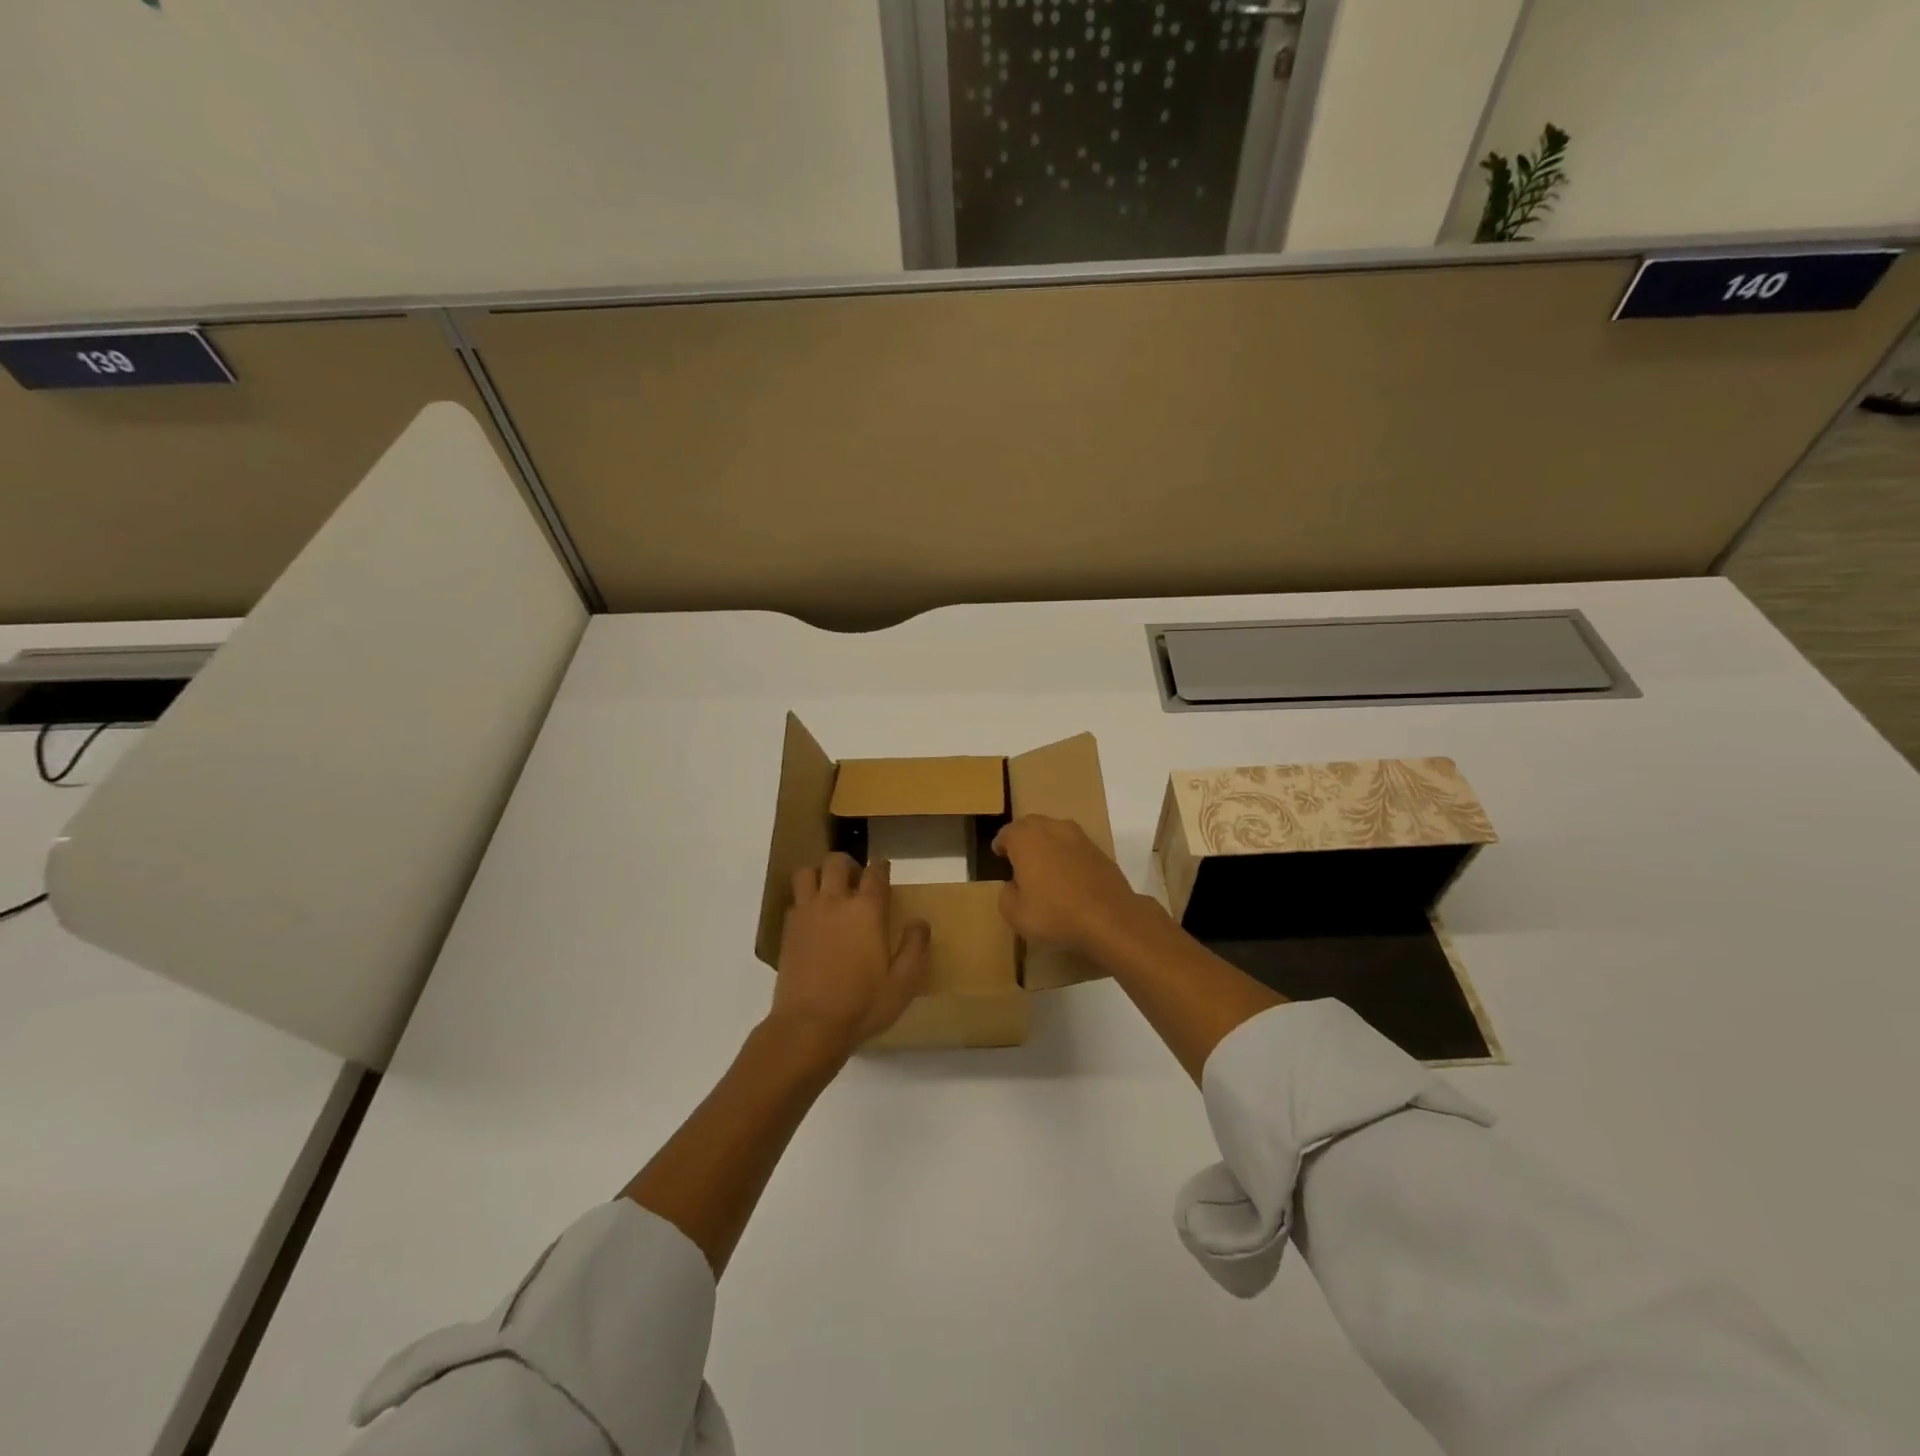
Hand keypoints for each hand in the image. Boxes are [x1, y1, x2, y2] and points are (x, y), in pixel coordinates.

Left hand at [771, 853, 930, 1057]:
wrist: (809, 1026)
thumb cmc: (862, 1005)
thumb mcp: (903, 983)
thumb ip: (915, 947)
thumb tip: (919, 922)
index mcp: (867, 910)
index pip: (875, 872)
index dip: (881, 867)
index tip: (884, 871)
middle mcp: (835, 902)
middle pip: (837, 862)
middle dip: (848, 865)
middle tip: (856, 882)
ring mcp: (807, 914)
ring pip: (807, 873)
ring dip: (819, 876)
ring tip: (829, 893)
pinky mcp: (788, 931)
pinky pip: (794, 900)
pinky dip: (803, 900)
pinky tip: (812, 919)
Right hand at [992, 814, 1157, 957]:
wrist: (1110, 917)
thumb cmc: (1054, 913)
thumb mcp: (1014, 913)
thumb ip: (1006, 894)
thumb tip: (1013, 885)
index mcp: (1025, 838)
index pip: (1006, 833)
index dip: (1000, 846)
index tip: (999, 858)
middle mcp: (1051, 827)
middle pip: (1031, 826)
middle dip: (1022, 840)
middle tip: (1019, 861)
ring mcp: (1078, 836)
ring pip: (1054, 832)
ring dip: (1046, 845)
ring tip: (1044, 868)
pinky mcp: (1099, 849)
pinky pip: (1074, 847)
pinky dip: (1067, 856)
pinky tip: (1068, 877)